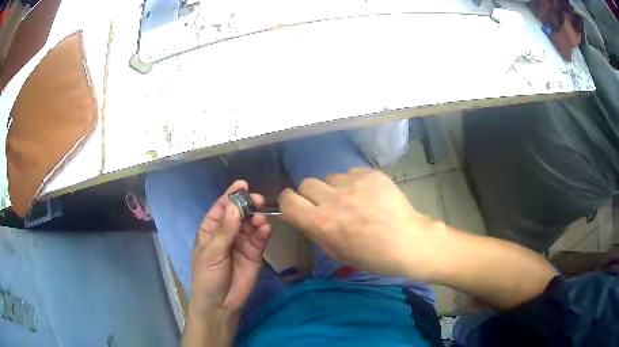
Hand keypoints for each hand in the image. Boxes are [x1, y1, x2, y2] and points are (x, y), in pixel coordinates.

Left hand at [189, 181, 271, 317]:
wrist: (221, 304)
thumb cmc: (208, 277)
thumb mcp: (212, 253)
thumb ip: (225, 231)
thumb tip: (235, 205)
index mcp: (211, 229)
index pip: (221, 208)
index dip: (231, 195)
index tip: (243, 184)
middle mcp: (228, 233)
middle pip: (239, 213)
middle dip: (247, 204)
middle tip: (257, 200)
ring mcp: (242, 242)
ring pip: (251, 224)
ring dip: (256, 218)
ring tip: (260, 219)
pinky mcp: (255, 253)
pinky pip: (260, 238)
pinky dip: (263, 231)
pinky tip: (265, 229)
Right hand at [279, 168, 440, 277]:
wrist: (408, 243)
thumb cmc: (372, 256)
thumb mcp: (336, 252)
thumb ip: (314, 230)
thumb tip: (299, 214)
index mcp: (322, 223)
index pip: (288, 200)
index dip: (289, 202)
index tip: (296, 206)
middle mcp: (334, 200)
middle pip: (306, 184)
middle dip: (311, 195)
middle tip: (327, 205)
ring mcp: (354, 184)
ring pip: (330, 178)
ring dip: (334, 188)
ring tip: (353, 201)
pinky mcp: (371, 175)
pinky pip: (351, 173)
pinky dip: (354, 183)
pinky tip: (368, 196)